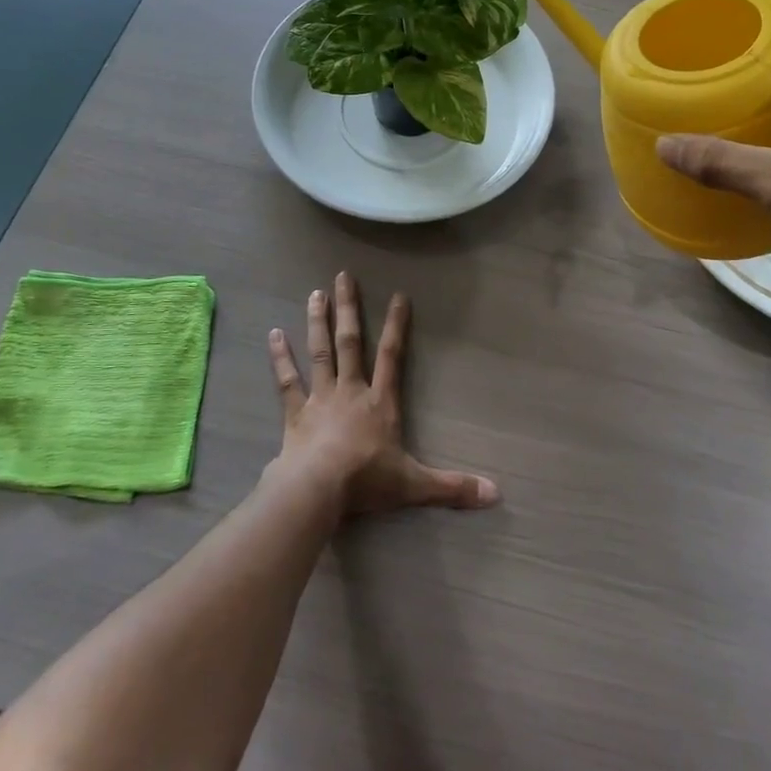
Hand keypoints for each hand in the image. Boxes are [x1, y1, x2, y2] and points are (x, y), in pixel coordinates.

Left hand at [267, 273, 499, 515]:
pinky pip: (287, 380)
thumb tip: (496, 494)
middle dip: (348, 308)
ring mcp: (320, 398)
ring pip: (320, 352)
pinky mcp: (295, 412)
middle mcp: (350, 390)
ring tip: (315, 293)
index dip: (396, 326)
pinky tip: (273, 334)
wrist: (318, 489)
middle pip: (350, 342)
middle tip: (343, 276)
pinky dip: (280, 357)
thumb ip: (453, 486)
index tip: (398, 296)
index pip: (392, 356)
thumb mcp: (415, 485)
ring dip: (317, 322)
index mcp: (380, 402)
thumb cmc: (366, 481)